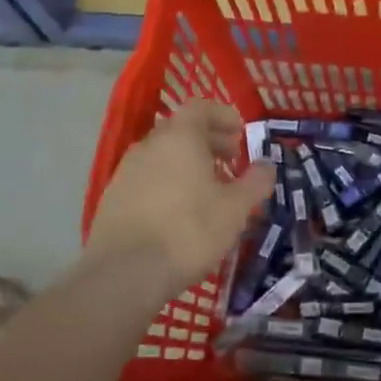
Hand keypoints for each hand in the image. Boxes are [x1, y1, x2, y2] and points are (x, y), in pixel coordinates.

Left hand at [86, 100, 275, 294]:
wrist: (125, 273)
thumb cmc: (189, 231)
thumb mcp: (236, 209)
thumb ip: (255, 182)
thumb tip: (266, 165)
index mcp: (179, 138)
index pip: (200, 107)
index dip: (223, 115)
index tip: (241, 132)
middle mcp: (149, 146)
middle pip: (181, 131)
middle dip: (209, 141)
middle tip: (231, 161)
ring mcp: (126, 172)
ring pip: (163, 156)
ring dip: (188, 163)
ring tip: (209, 189)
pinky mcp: (113, 199)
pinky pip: (148, 178)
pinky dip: (168, 182)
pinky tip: (181, 211)